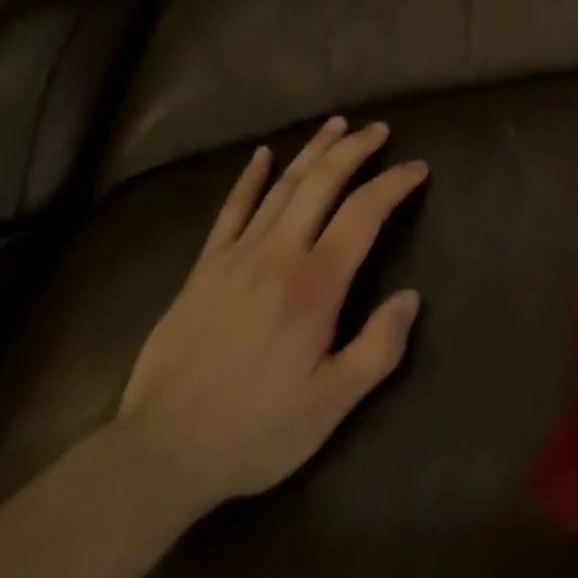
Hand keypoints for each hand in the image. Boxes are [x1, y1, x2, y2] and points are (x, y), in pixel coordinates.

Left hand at [117, 117, 426, 509]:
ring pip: (283, 185)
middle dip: (355, 149)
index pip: (364, 213)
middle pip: (323, 182)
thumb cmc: (254, 431)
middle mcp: (279, 253)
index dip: (394, 183)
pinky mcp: (205, 267)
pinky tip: (261, 155)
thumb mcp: (330, 406)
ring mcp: (237, 255)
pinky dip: (249, 178)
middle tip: (379, 129)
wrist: (159, 453)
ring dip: (313, 150)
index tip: (418, 167)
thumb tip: (412, 297)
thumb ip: (379, 349)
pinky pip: (231, 209)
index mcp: (315, 284)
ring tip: (337, 124)